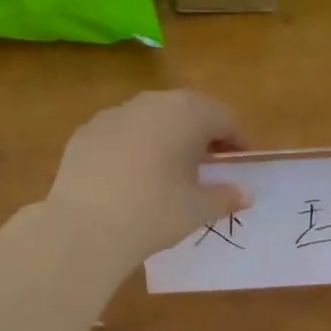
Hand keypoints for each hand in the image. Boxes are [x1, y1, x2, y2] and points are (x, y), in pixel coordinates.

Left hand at [46, 91, 248, 263]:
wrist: (85, 227)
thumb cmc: (155, 213)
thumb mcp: (198, 209)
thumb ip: (226, 197)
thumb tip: (245, 195)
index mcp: (187, 113)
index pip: (224, 118)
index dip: (236, 141)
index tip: (239, 163)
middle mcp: (151, 102)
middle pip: (186, 111)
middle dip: (201, 134)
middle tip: (208, 164)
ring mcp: (114, 113)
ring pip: (150, 119)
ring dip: (165, 137)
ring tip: (168, 170)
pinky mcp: (85, 132)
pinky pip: (120, 133)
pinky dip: (133, 147)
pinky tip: (130, 177)